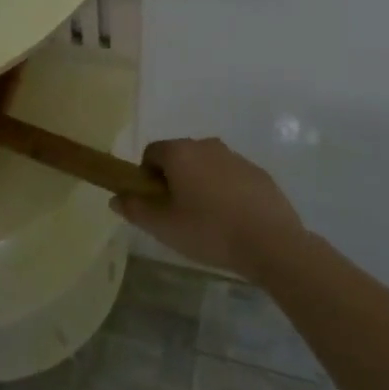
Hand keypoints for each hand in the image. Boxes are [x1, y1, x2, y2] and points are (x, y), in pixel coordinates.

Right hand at [112, 137, 303, 278]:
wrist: (272, 244)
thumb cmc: (209, 231)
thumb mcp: (163, 227)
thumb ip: (135, 209)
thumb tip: (115, 197)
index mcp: (180, 152)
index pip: (151, 153)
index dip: (147, 177)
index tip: (156, 204)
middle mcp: (206, 145)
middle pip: (180, 157)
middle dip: (175, 180)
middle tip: (179, 214)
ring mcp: (236, 158)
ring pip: (207, 167)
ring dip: (202, 185)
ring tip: (209, 221)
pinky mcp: (260, 174)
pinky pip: (232, 178)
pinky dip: (227, 192)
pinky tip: (234, 222)